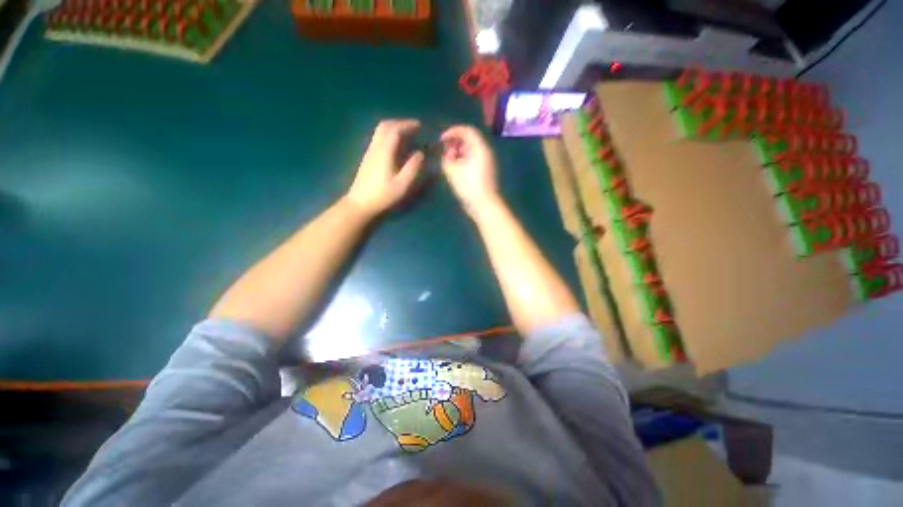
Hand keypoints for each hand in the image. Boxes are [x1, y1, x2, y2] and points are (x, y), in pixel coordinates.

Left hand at [347, 119, 424, 216]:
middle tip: (413, 128)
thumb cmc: (383, 195)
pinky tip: (396, 146)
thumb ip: (412, 168)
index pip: (395, 130)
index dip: (408, 125)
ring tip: (407, 135)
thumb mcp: (402, 184)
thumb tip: (420, 153)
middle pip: (385, 126)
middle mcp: (375, 148)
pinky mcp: (368, 158)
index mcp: (384, 152)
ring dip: (394, 129)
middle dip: (400, 123)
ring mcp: (369, 152)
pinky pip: (378, 139)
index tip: (420, 126)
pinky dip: (389, 136)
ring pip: (380, 132)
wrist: (360, 204)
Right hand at [440, 125, 499, 217]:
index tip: (441, 140)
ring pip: (470, 150)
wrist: (485, 205)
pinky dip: (463, 160)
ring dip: (458, 152)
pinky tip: (455, 169)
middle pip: (469, 140)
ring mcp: (486, 162)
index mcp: (480, 148)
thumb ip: (446, 158)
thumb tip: (447, 154)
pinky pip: (473, 159)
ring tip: (448, 162)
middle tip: (444, 152)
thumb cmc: (469, 187)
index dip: (452, 131)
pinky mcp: (485, 171)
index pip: (467, 130)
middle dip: (454, 143)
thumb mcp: (453, 171)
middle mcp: (485, 152)